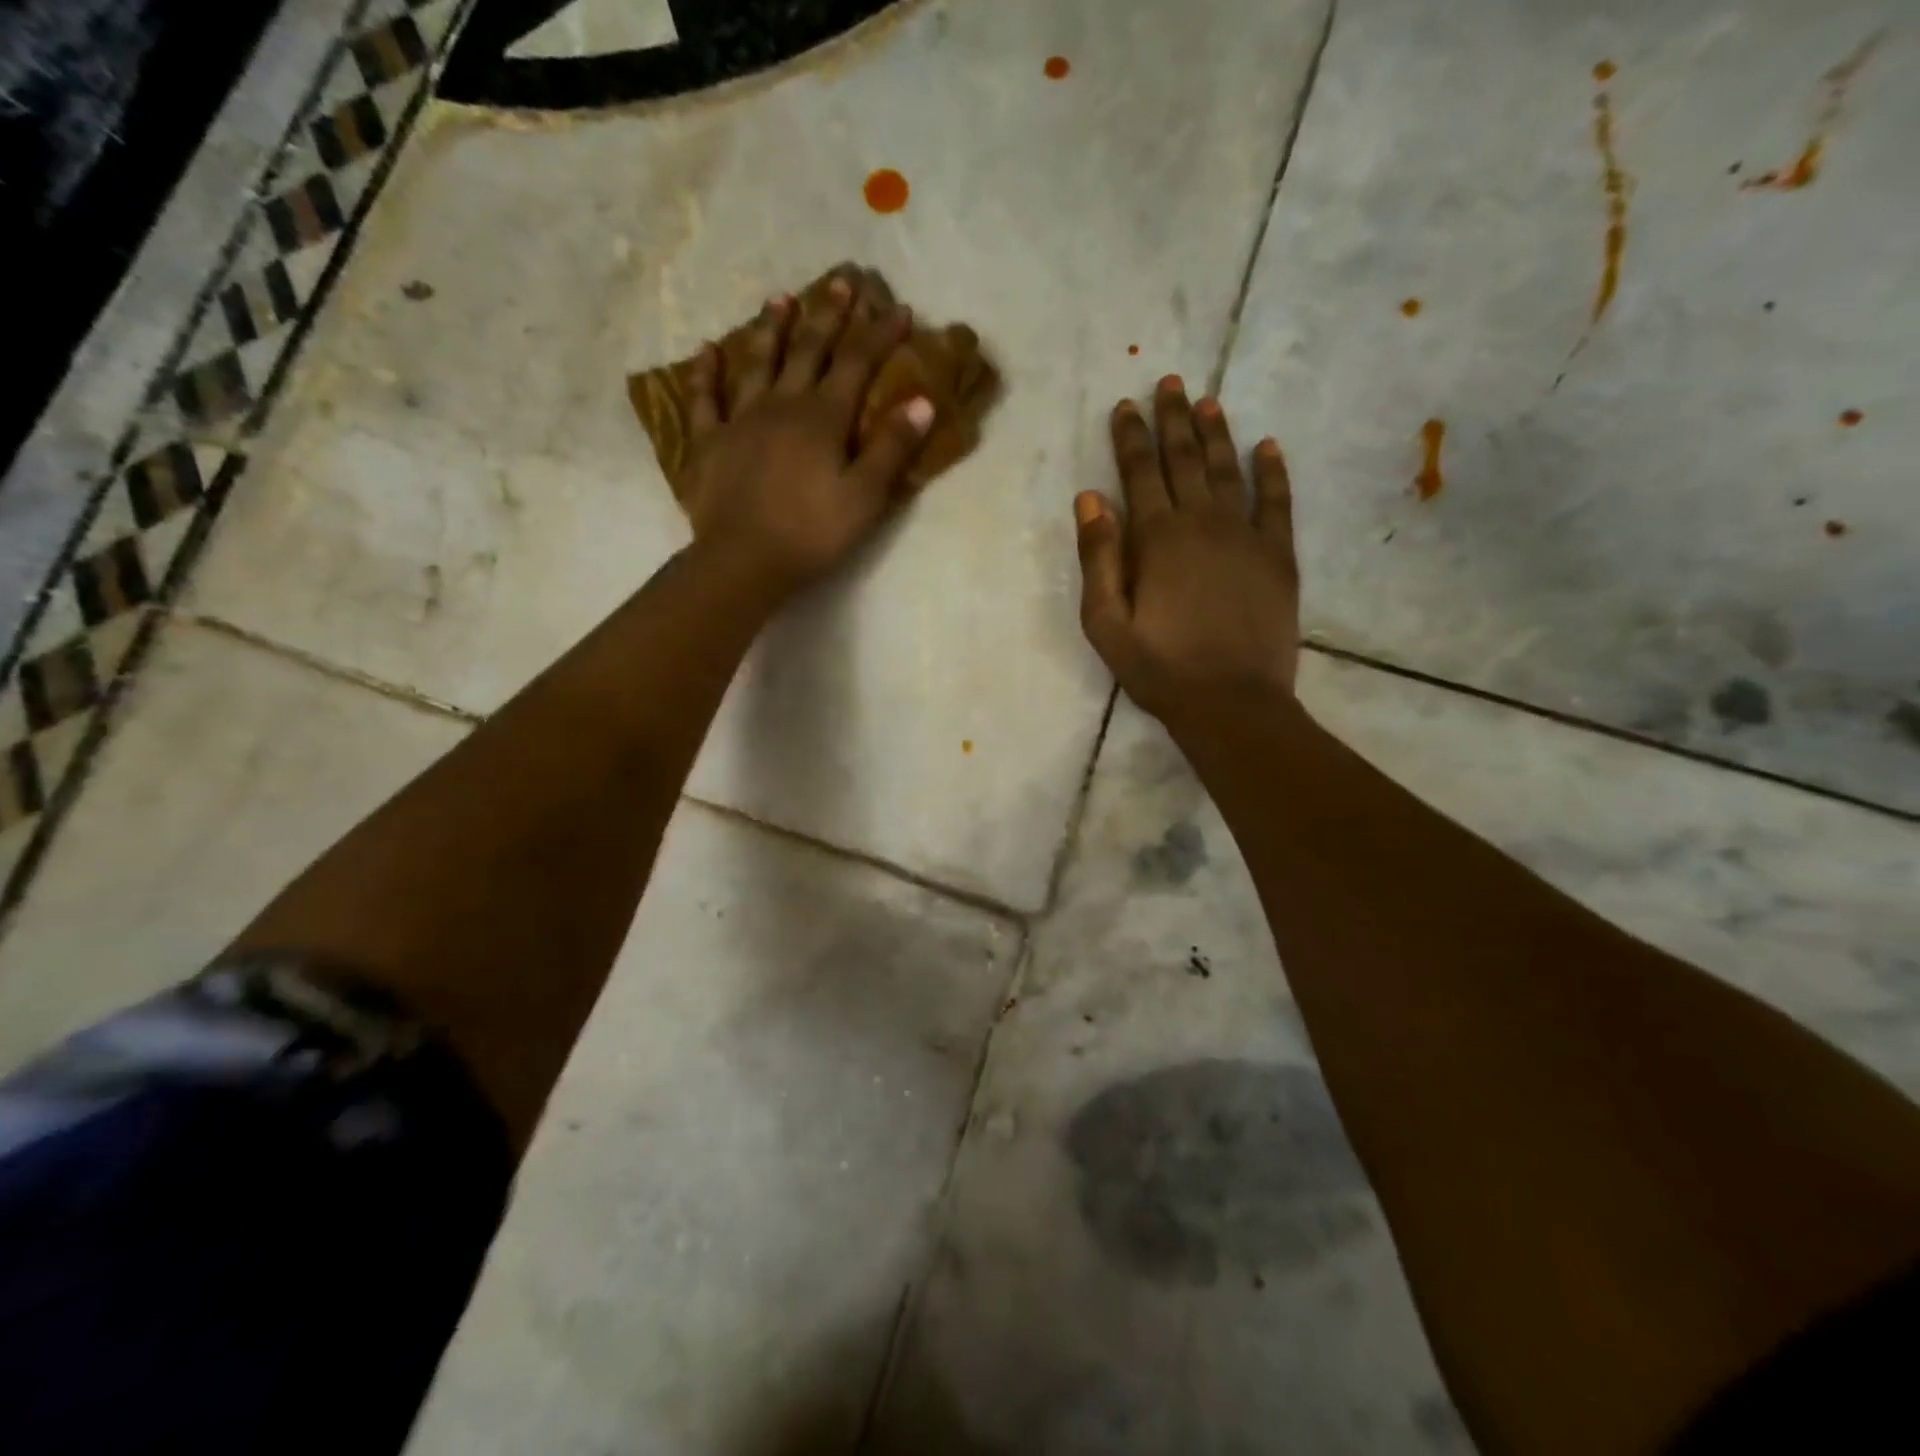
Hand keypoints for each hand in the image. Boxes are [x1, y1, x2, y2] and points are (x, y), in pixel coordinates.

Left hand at [675, 270, 933, 593]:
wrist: (744, 560)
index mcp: (823, 418)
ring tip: (780, 298)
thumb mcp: (865, 497)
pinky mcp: (709, 442)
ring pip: (758, 363)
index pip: (857, 364)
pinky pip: (705, 399)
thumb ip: (893, 448)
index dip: (879, 334)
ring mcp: (741, 420)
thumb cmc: (812, 533)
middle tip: (841, 282)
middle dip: (828, 316)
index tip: (897, 308)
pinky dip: (706, 373)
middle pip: (808, 350)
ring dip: (771, 329)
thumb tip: (922, 401)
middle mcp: (782, 405)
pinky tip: (707, 350)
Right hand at [1074, 376, 1299, 731]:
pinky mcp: (1278, 555)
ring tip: (1208, 401)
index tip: (1126, 405)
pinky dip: (1273, 470)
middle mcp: (1202, 523)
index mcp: (1156, 539)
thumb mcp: (1106, 623)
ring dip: (1216, 433)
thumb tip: (1090, 498)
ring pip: (1228, 470)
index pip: (1139, 473)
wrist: (1232, 703)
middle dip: (1173, 419)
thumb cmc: (1159, 669)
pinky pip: (1277, 501)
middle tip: (1170, 382)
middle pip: (1185, 459)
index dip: (1130, 437)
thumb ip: (1097, 558)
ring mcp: (1246, 535)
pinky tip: (1268, 445)